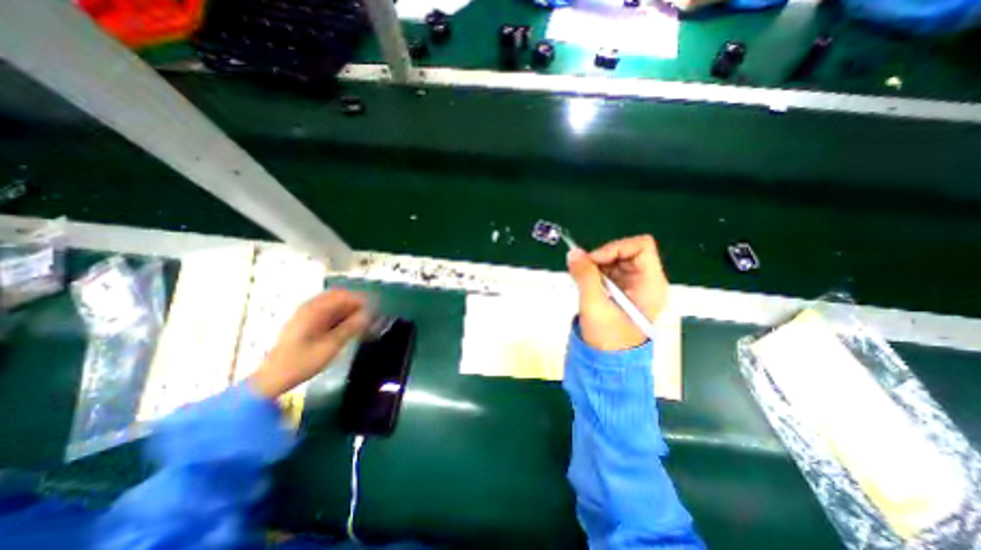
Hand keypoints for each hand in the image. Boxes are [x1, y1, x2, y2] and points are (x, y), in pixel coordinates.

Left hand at [249, 287, 374, 399]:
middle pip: (338, 297)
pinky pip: (328, 312)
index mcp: (314, 310)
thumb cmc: (302, 362)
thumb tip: (370, 314)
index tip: (376, 309)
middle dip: (356, 304)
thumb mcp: (331, 346)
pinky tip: (349, 327)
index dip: (361, 300)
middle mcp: (310, 308)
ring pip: (334, 304)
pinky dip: (341, 316)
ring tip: (363, 322)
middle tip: (371, 315)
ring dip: (349, 310)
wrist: (272, 379)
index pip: (343, 295)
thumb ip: (351, 327)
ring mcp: (306, 315)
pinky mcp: (305, 323)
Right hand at [564, 234, 670, 349]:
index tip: (594, 260)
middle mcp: (647, 282)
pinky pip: (610, 273)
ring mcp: (635, 287)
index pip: (641, 246)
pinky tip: (587, 285)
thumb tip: (573, 253)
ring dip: (597, 266)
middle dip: (603, 258)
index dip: (616, 247)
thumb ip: (584, 275)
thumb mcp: (594, 304)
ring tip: (583, 279)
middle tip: (583, 270)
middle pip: (627, 252)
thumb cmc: (608, 337)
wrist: (608, 363)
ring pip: (616, 261)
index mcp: (650, 283)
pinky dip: (596, 274)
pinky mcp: (623, 293)